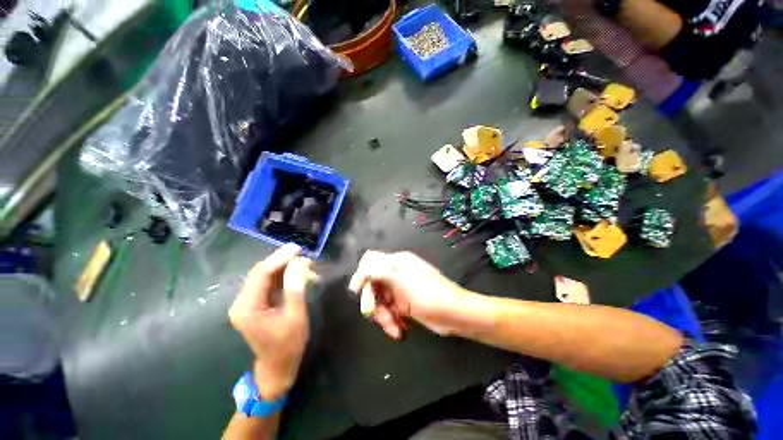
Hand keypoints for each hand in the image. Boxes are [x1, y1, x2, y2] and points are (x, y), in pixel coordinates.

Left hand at [229, 244, 313, 400]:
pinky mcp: (256, 304)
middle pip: (261, 273)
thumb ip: (296, 288)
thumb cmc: (288, 345)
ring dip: (284, 267)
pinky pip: (269, 284)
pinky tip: (297, 272)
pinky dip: (283, 276)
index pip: (262, 274)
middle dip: (283, 261)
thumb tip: (301, 262)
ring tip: (304, 262)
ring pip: (265, 276)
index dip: (280, 258)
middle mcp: (242, 302)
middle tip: (303, 253)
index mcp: (247, 307)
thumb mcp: (296, 315)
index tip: (298, 248)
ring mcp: (248, 303)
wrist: (277, 367)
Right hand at [348, 251, 467, 338]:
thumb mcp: (401, 281)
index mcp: (397, 262)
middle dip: (374, 302)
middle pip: (373, 284)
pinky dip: (392, 322)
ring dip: (383, 316)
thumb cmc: (428, 293)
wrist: (454, 314)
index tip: (357, 291)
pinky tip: (400, 331)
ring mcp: (400, 289)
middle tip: (376, 316)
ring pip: (380, 301)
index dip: (362, 275)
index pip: (371, 262)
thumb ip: (378, 273)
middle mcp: (396, 273)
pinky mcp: (404, 304)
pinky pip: (389, 311)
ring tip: (395, 328)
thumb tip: (359, 271)